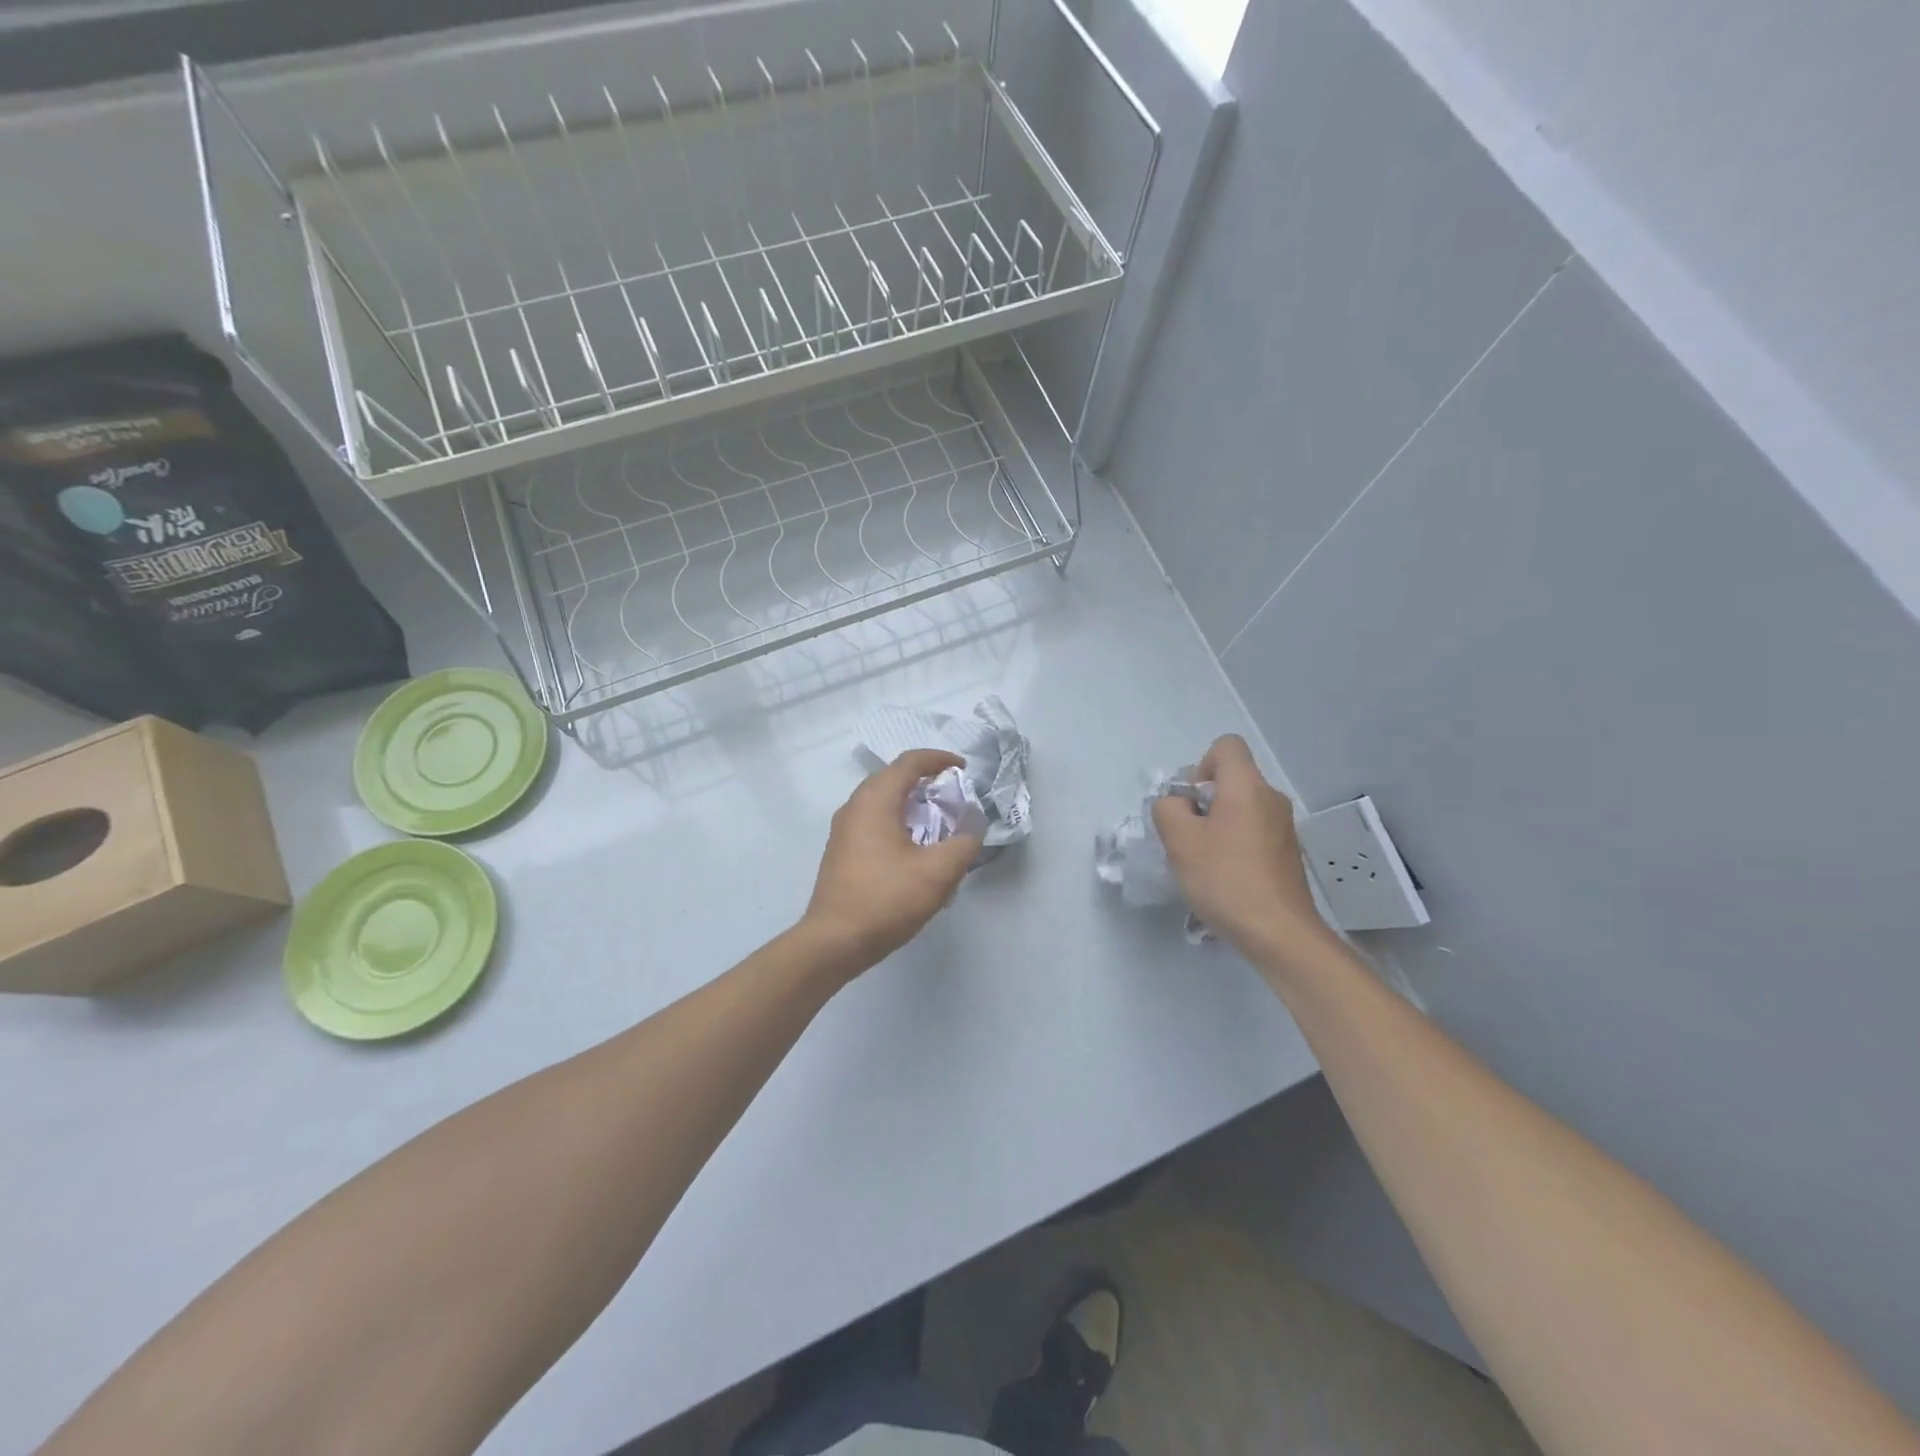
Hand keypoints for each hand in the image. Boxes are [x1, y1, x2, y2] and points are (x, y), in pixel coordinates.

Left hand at [802, 749, 984, 977]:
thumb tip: (972, 829)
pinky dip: (897, 821)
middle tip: (954, 795)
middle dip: (926, 780)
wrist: (834, 941)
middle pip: (893, 777)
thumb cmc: (886, 899)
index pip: (909, 762)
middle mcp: (854, 806)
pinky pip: (873, 821)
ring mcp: (843, 829)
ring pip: (881, 801)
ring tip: (938, 822)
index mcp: (875, 800)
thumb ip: (963, 844)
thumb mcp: (938, 873)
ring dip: (911, 803)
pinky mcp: (841, 851)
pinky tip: (913, 848)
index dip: (939, 759)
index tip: (963, 769)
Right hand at [1152, 735, 1332, 958]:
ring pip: (1241, 808)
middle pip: (1231, 779)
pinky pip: (1253, 832)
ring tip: (1203, 861)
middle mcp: (1271, 798)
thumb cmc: (1225, 879)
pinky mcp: (1287, 853)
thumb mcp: (1179, 840)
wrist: (1279, 933)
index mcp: (1247, 786)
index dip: (1200, 765)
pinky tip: (1224, 877)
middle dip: (1203, 801)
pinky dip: (1234, 844)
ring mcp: (1284, 827)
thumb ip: (1168, 809)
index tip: (1191, 802)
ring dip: (1217, 825)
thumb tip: (1177, 804)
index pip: (1226, 746)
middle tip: (1187, 836)